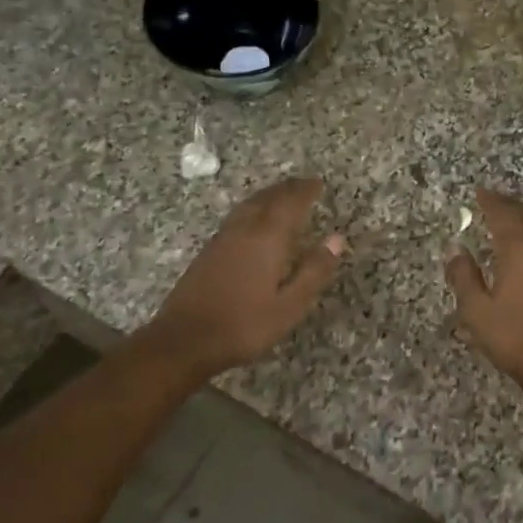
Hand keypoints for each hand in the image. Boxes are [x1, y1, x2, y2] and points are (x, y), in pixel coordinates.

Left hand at [148, 177, 344, 375]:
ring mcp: (222, 239)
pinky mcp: (208, 251)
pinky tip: (253, 220)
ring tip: (281, 194)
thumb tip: (336, 239)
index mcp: (267, 239)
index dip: (306, 191)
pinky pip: (237, 217)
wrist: (185, 339)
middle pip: (267, 199)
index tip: (319, 183)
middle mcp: (244, 230)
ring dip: (268, 195)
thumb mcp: (290, 305)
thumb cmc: (245, 325)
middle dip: (287, 189)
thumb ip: (314, 271)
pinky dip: (252, 209)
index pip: (290, 204)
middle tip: (304, 184)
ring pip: (249, 205)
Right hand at [445, 188, 522, 391]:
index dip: (490, 202)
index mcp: (519, 252)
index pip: (503, 216)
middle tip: (494, 201)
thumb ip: (464, 277)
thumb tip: (456, 251)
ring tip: (509, 222)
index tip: (479, 192)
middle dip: (511, 204)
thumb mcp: (476, 310)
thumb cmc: (513, 336)